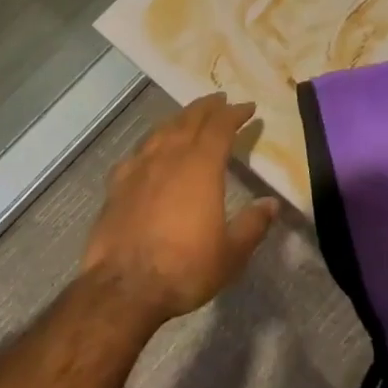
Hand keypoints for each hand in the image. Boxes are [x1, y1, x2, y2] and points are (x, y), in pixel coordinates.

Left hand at [81, 94, 280, 323]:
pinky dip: (151, 144)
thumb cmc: (185, 268)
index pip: (220, 127)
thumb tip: (271, 204)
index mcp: (201, 167)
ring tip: (189, 117)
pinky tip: (150, 151)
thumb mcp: (231, 252)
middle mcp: (168, 158)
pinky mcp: (116, 187)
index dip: (235, 114)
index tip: (249, 107)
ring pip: (160, 132)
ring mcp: (138, 170)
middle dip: (207, 107)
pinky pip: (137, 153)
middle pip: (189, 120)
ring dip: (178, 119)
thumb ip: (253, 224)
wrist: (123, 288)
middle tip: (220, 99)